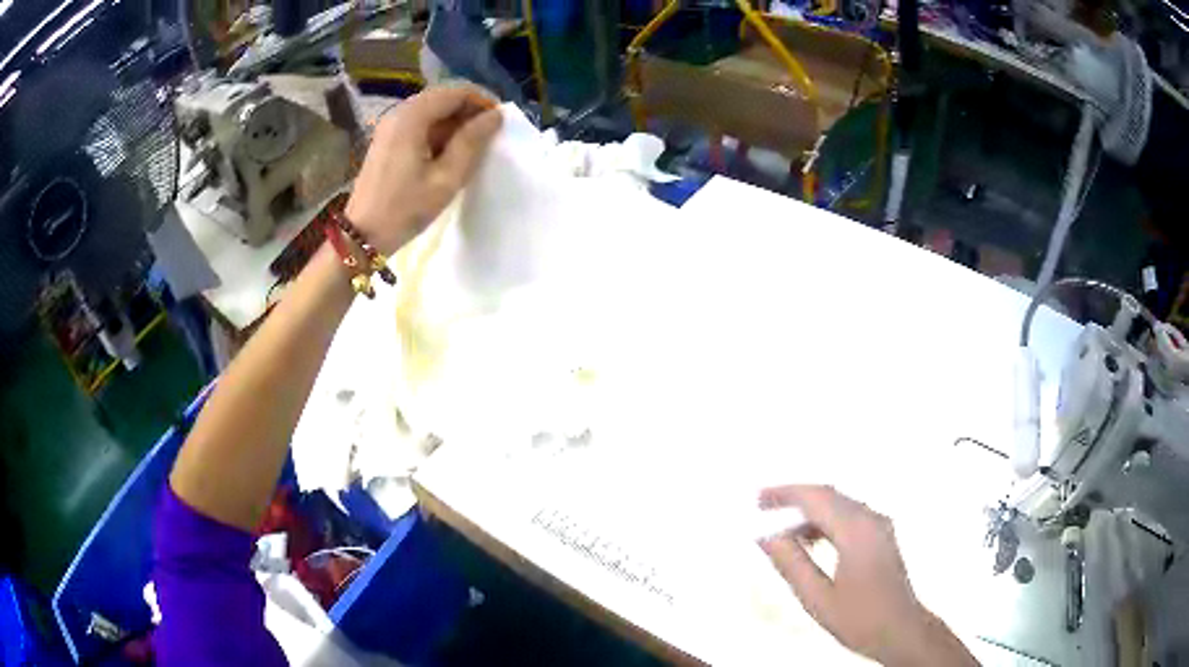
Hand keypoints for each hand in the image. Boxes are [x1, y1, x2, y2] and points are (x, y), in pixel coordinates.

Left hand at [345, 84, 501, 253]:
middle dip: (469, 112)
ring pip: (432, 111)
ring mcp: (390, 126)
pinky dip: (439, 133)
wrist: (362, 236)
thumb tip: (495, 116)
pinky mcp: (387, 140)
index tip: (500, 124)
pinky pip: (419, 124)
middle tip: (489, 137)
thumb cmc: (405, 209)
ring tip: (472, 149)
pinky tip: (448, 155)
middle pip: (443, 98)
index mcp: (412, 117)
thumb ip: (472, 142)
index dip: (482, 102)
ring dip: (455, 124)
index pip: (456, 91)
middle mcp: (399, 113)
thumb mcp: (446, 178)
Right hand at [759, 485, 977, 666]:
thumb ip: (792, 564)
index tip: (757, 499)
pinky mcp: (882, 535)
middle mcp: (871, 518)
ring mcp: (880, 525)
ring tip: (780, 530)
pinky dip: (825, 521)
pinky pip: (849, 516)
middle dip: (795, 497)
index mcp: (856, 530)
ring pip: (839, 504)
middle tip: (763, 507)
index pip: (817, 497)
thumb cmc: (859, 618)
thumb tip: (766, 536)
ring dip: (809, 511)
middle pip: (829, 494)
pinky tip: (809, 541)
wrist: (901, 630)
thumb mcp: (817, 598)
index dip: (785, 493)